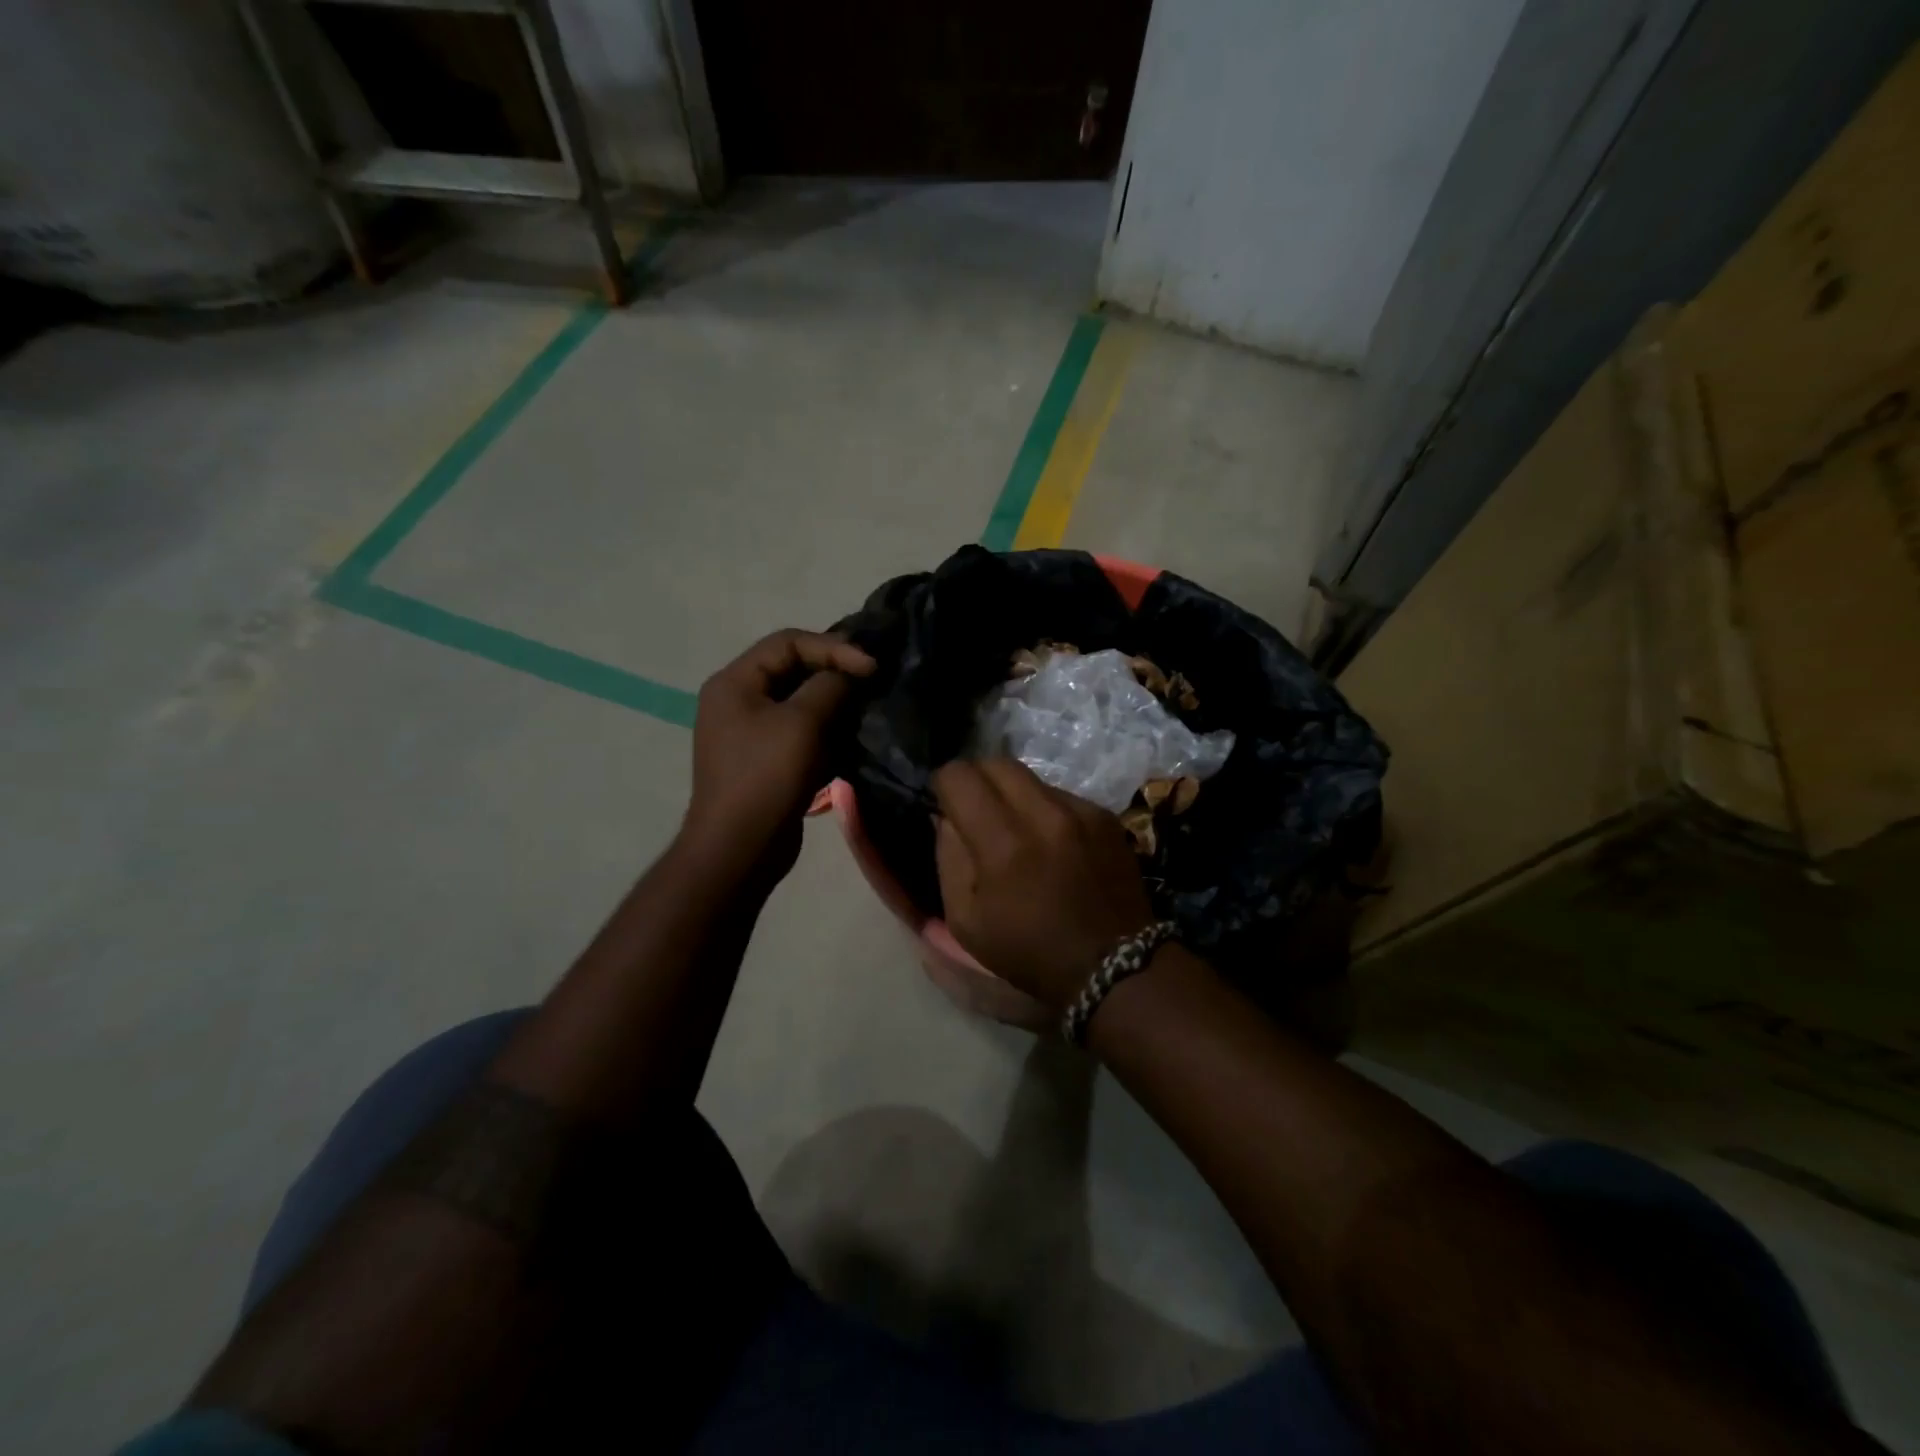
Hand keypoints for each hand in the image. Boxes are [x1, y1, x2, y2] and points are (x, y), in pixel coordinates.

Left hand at [685, 629, 874, 881]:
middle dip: (836, 674)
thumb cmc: (766, 777)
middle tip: (874, 682)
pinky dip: (828, 732)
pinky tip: (854, 740)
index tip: (872, 666)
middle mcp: (739, 701)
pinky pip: (802, 733)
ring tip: (869, 710)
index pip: (788, 642)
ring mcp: (751, 733)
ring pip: (801, 703)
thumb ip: (830, 686)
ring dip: (836, 705)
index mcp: (735, 682)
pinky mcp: (768, 761)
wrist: (739, 849)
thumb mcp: (802, 723)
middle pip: (794, 670)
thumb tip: (851, 673)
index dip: (833, 647)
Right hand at [932, 759, 1157, 1011]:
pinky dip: (1044, 809)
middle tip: (974, 808)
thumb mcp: (966, 921)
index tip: (945, 804)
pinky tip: (1051, 842)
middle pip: (996, 762)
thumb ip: (949, 858)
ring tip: (1015, 829)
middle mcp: (1044, 815)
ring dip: (1012, 794)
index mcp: (1004, 845)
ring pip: (1030, 777)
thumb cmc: (1029, 952)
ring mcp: (1080, 811)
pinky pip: (1060, 794)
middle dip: (976, 779)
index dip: (944, 785)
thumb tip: (947, 817)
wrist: (1113, 966)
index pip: (960, 777)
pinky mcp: (1104, 816)